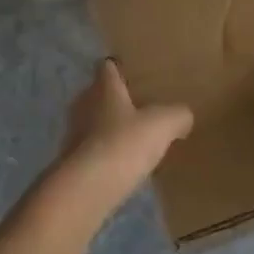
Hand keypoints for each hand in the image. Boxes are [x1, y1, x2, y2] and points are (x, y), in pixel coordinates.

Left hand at [49, 59, 192, 222]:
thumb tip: (184, 115)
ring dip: (108, 129)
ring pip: (92, 122)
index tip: (131, 72)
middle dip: (114, 100)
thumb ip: (177, 115)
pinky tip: (120, 165)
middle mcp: (83, 104)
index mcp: (103, 88)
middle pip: (97, 94)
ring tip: (131, 139)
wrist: (88, 187)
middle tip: (138, 108)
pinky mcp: (70, 161)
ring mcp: (73, 133)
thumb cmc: (124, 143)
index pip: (106, 66)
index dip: (118, 67)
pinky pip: (89, 150)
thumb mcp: (162, 125)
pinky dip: (103, 154)